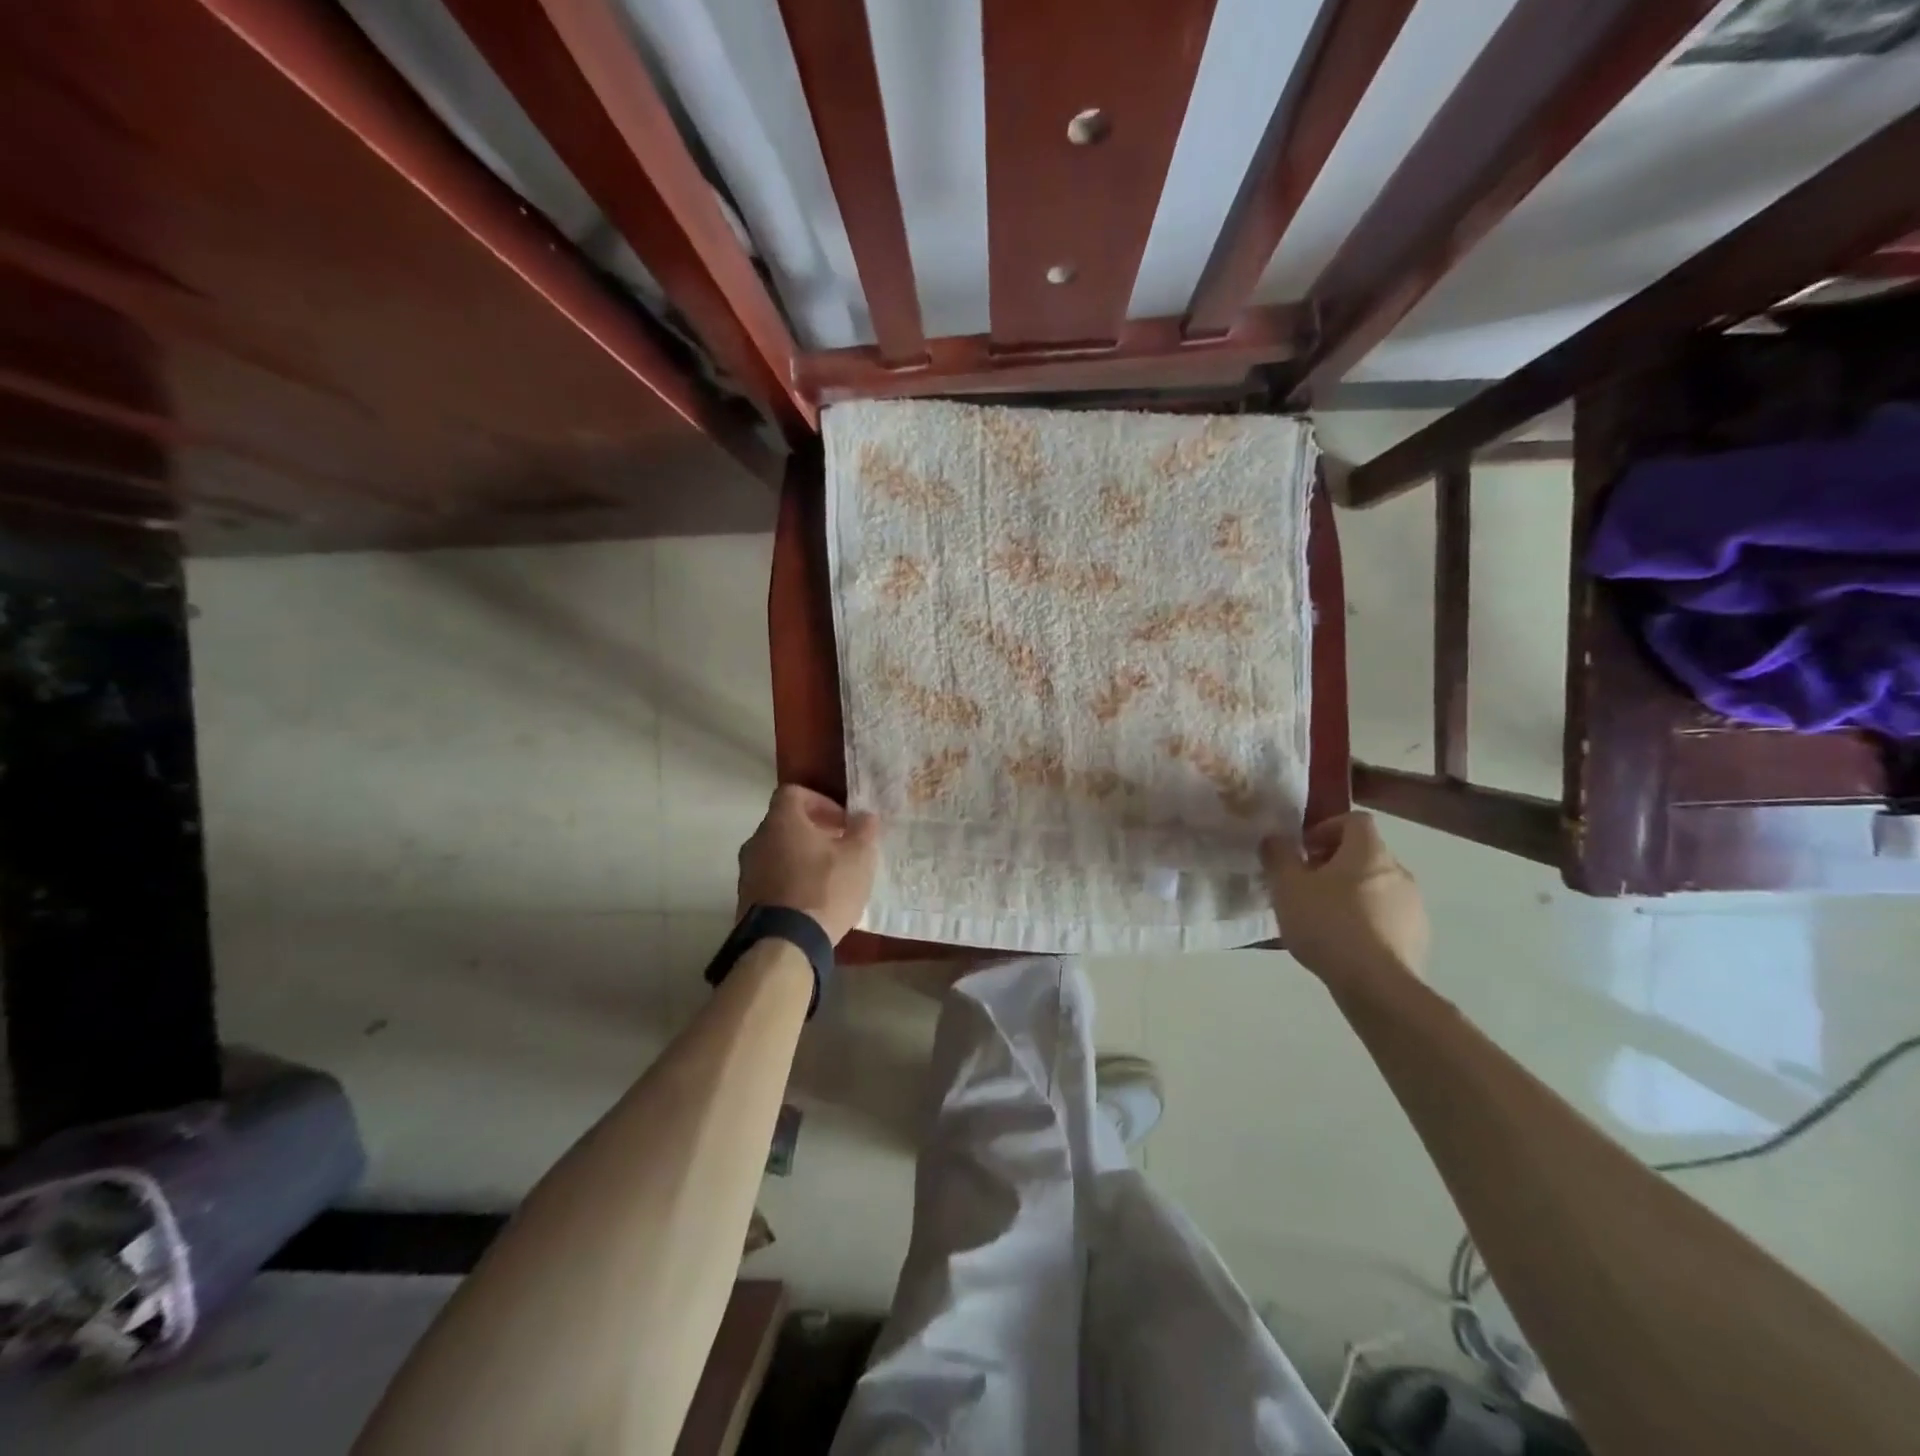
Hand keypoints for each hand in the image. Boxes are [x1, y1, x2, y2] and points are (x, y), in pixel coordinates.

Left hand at [736, 785, 879, 944]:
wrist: (784, 944)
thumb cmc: (824, 889)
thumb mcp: (858, 857)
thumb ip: (863, 830)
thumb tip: (865, 816)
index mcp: (781, 821)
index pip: (794, 793)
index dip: (820, 801)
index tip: (842, 821)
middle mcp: (757, 840)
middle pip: (785, 824)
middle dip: (814, 831)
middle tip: (841, 847)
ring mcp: (747, 872)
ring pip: (777, 853)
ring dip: (802, 857)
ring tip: (829, 876)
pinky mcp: (746, 900)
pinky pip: (772, 879)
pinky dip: (791, 881)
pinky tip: (813, 900)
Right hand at [1262, 813, 1428, 982]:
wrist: (1376, 985)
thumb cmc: (1328, 924)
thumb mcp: (1287, 886)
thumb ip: (1278, 855)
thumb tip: (1275, 838)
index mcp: (1369, 852)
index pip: (1355, 820)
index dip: (1326, 828)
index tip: (1303, 850)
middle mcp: (1398, 871)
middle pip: (1365, 854)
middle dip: (1334, 864)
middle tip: (1305, 885)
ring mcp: (1414, 905)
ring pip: (1376, 886)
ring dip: (1351, 893)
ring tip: (1322, 917)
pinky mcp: (1418, 936)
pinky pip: (1387, 916)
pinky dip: (1366, 920)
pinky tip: (1344, 943)